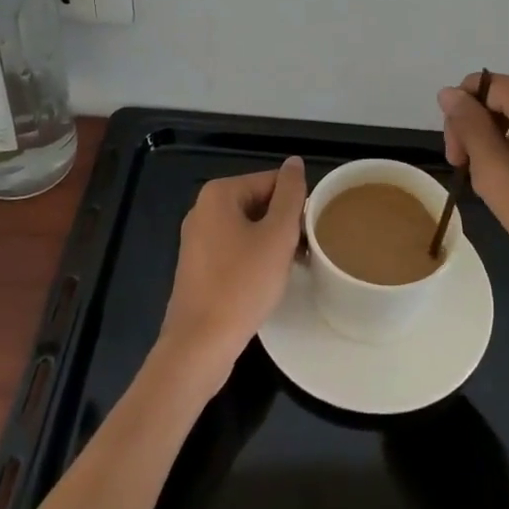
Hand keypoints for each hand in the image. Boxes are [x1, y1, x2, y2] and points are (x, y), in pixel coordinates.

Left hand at [159, 158, 306, 382]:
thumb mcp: (277, 236)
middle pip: (260, 203)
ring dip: (272, 243)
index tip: (310, 232)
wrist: (199, 346)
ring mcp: (197, 239)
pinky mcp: (198, 267)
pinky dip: (255, 259)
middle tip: (304, 252)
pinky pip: (235, 249)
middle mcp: (203, 209)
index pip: (272, 181)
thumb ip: (290, 195)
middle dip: (284, 224)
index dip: (297, 204)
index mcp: (219, 194)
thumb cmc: (242, 285)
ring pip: (249, 228)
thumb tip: (294, 162)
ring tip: (291, 268)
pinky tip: (267, 281)